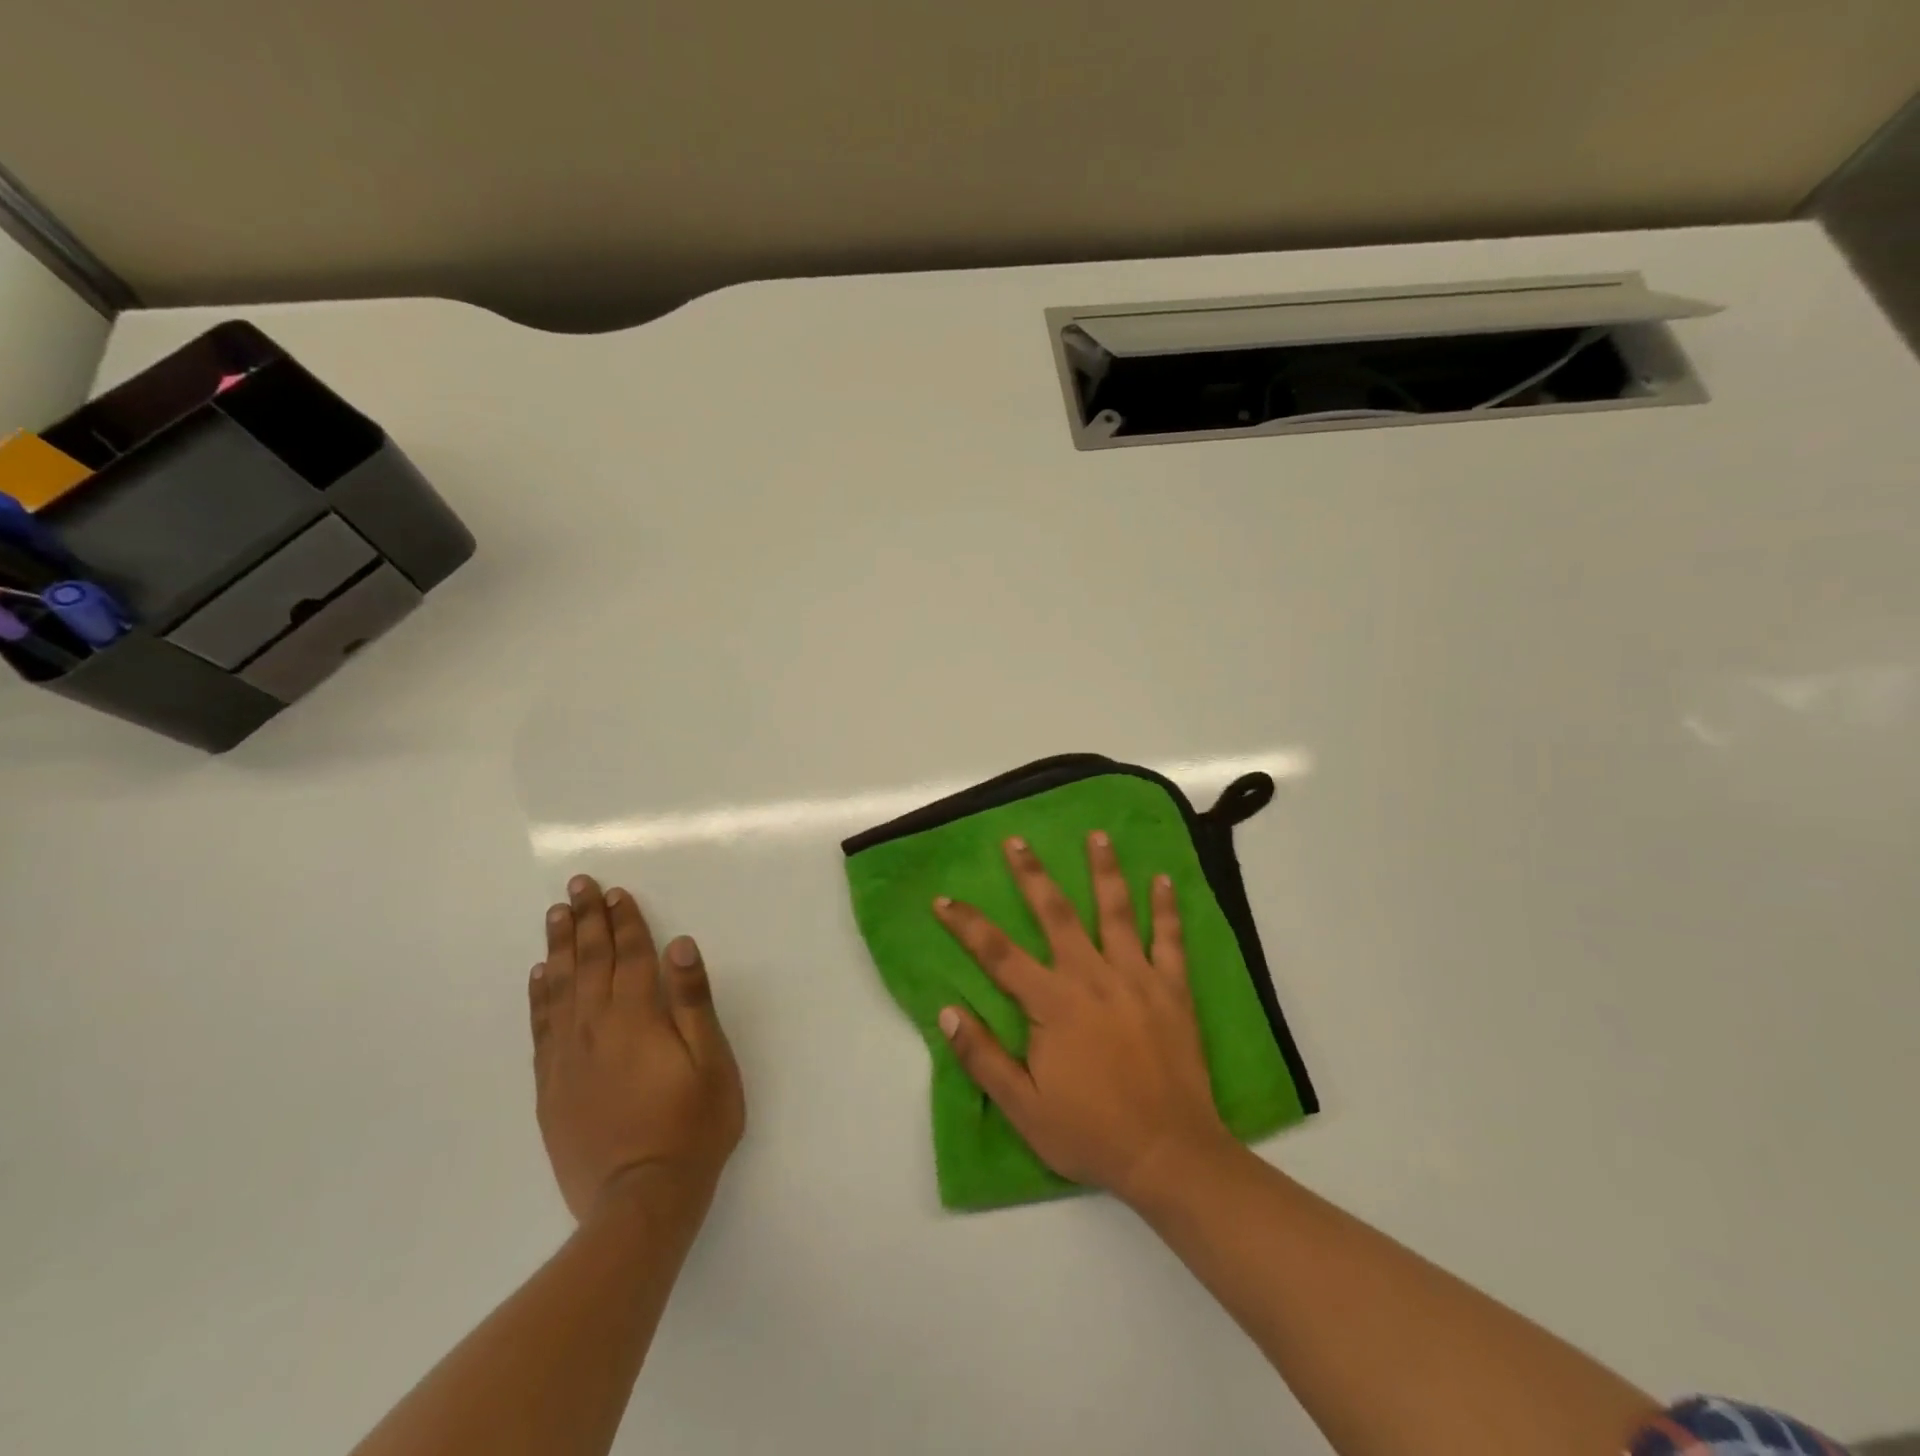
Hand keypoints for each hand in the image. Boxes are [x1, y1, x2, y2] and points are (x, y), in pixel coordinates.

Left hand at [531, 875, 745, 1221]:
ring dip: (560, 947)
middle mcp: (596, 1028)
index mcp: (637, 1019)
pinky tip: (539, 975)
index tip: (616, 892)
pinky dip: (539, 995)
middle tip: (577, 885)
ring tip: (555, 915)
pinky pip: (541, 1027)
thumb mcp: (712, 1062)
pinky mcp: (551, 1086)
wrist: (639, 1202)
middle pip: (591, 962)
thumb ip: (693, 1001)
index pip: (631, 956)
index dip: (625, 921)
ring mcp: (568, 1057)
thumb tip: (679, 945)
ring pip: (561, 987)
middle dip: (586, 920)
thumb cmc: (691, 1127)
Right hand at [933, 833, 1235, 1203]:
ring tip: (1097, 835)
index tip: (944, 899)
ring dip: (1104, 870)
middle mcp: (1092, 978)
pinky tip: (1164, 878)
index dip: (967, 924)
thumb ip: (983, 1058)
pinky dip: (1167, 908)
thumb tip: (947, 1012)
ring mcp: (1136, 978)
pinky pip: (1170, 940)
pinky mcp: (1172, 990)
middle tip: (1017, 840)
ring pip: (1116, 912)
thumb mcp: (1024, 1108)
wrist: (1169, 1154)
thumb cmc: (1091, 1133)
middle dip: (1033, 874)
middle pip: (1057, 914)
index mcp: (1053, 1004)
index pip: (998, 954)